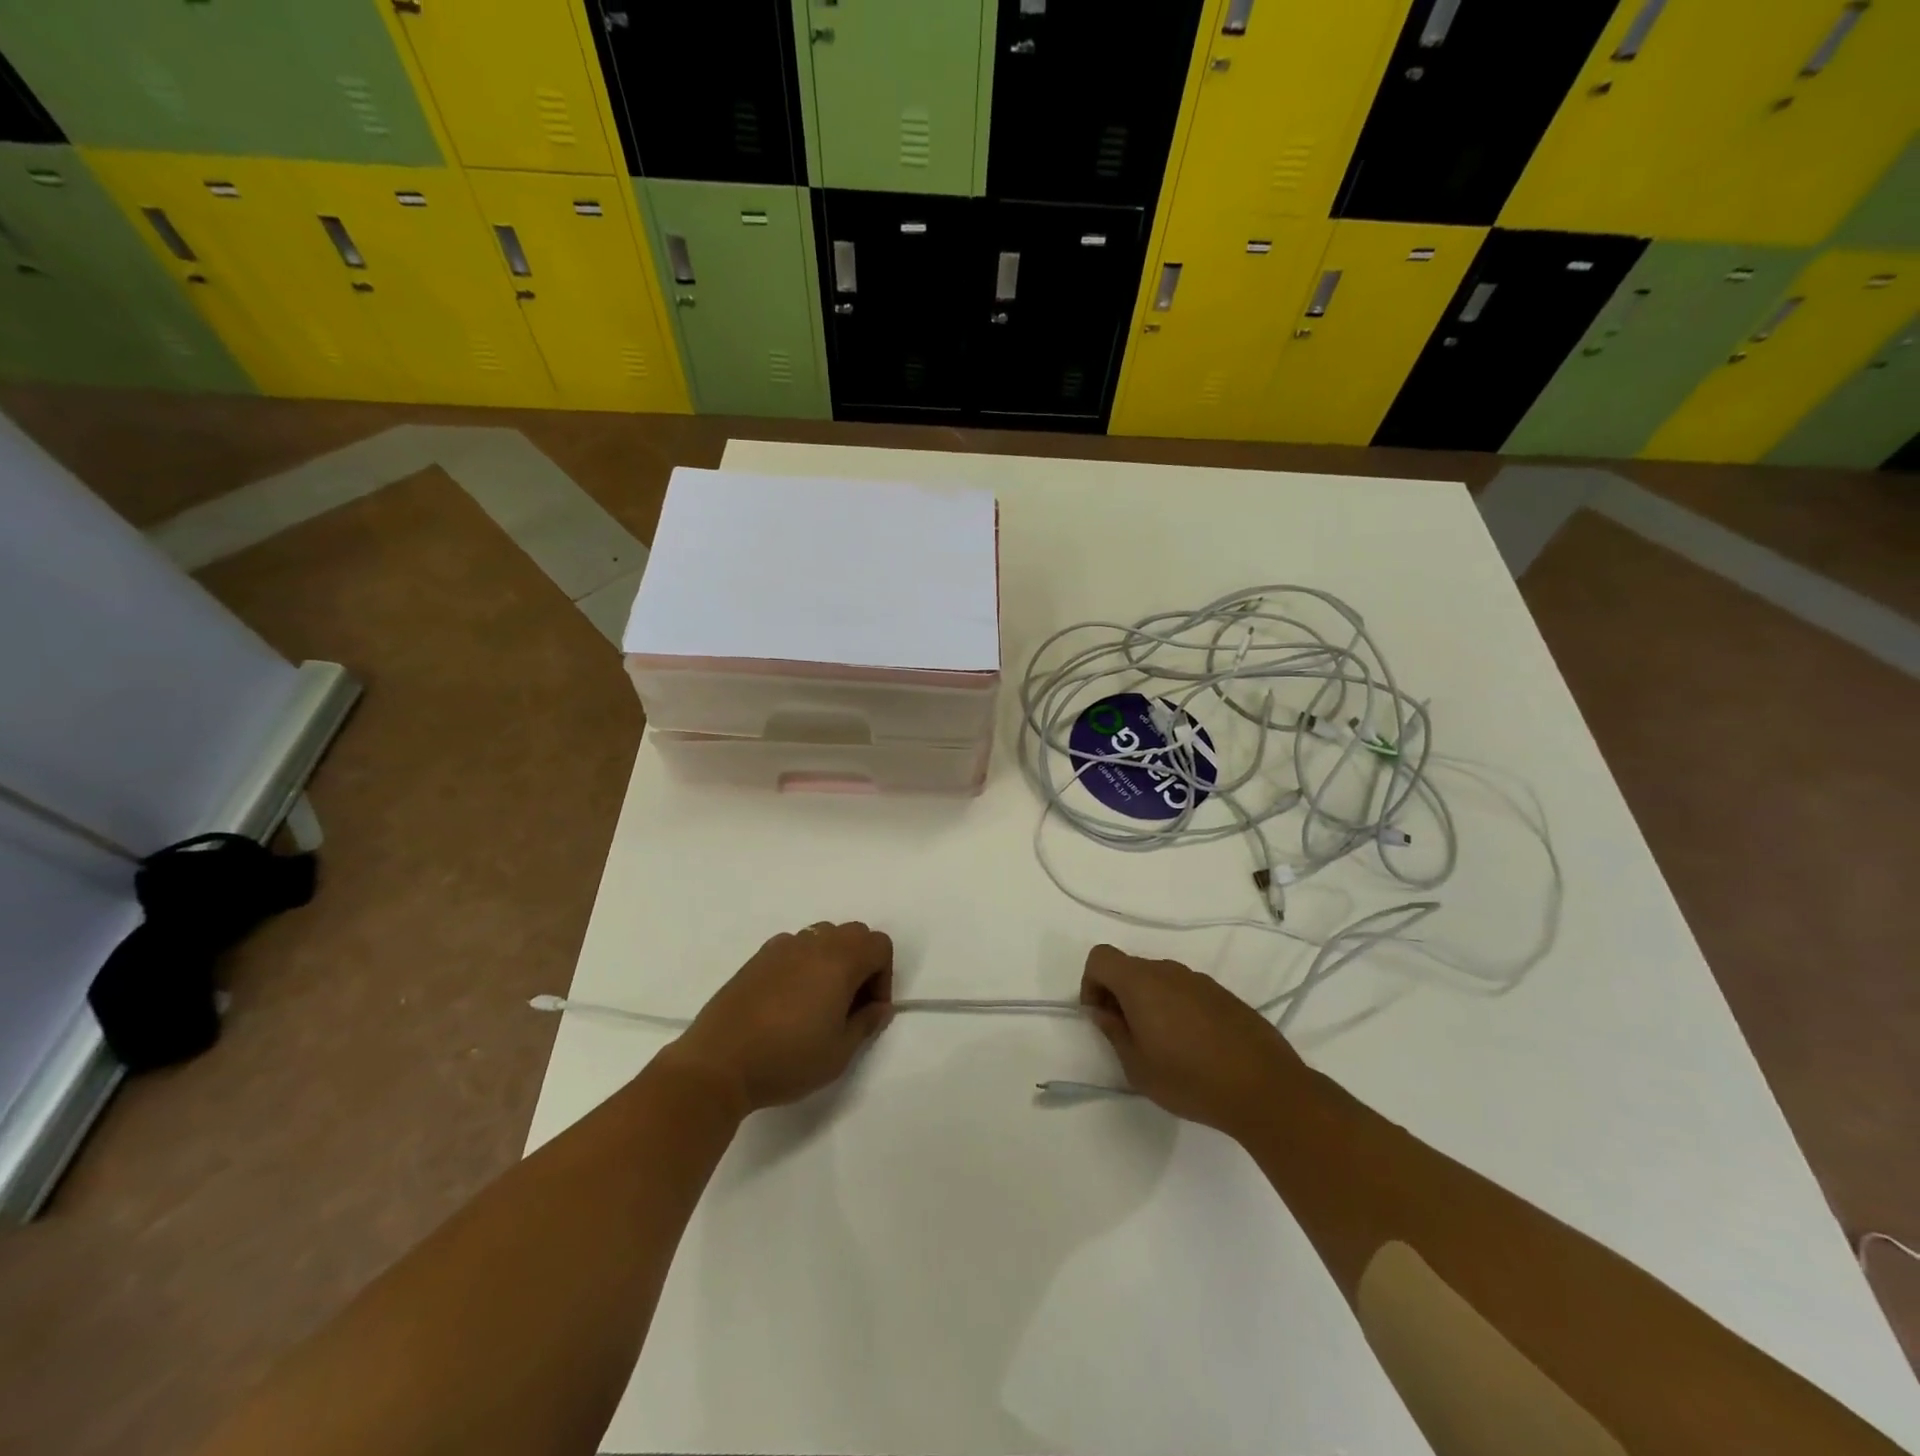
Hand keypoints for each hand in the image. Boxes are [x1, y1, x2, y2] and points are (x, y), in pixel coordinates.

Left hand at [668, 922, 894, 1113]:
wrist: (718, 1064)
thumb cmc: (787, 1059)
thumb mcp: (839, 1053)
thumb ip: (866, 1023)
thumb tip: (880, 1007)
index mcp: (840, 961)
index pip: (879, 945)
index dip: (883, 976)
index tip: (868, 1010)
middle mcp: (813, 943)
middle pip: (854, 933)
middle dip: (861, 963)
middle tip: (848, 1005)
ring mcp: (782, 947)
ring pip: (822, 936)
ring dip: (832, 960)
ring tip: (818, 1001)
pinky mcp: (757, 958)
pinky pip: (793, 946)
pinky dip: (803, 962)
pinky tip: (787, 1000)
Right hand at [1080, 944, 1305, 1139]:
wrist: (1265, 1088)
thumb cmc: (1190, 1079)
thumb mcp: (1138, 1067)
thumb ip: (1114, 1032)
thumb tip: (1102, 1012)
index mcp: (1141, 982)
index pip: (1101, 957)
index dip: (1091, 983)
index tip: (1102, 1017)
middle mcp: (1168, 971)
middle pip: (1129, 968)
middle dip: (1118, 995)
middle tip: (1128, 1036)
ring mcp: (1199, 980)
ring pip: (1159, 980)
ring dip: (1149, 1002)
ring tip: (1163, 1045)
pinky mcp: (1223, 994)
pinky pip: (1186, 991)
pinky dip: (1176, 1008)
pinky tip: (1193, 1046)